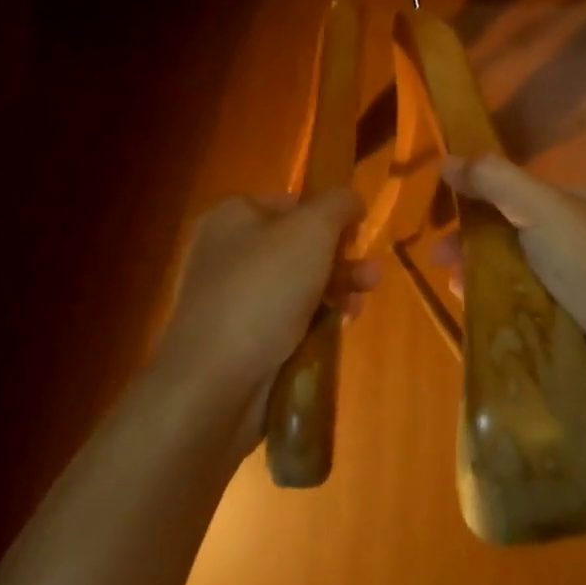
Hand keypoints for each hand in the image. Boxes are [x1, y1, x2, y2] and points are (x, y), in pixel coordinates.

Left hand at [156, 189, 378, 433]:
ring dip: (335, 290)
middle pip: (298, 246)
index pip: (291, 203)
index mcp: (234, 216)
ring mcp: (232, 299)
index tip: (356, 233)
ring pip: (297, 285)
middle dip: (340, 258)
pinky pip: (287, 322)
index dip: (328, 214)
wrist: (213, 383)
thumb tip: (351, 200)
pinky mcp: (240, 341)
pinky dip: (314, 322)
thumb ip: (338, 204)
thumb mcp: (312, 229)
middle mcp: (228, 252)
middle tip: (371, 274)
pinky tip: (338, 329)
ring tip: (362, 303)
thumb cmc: (263, 290)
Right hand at [438, 156, 585, 438]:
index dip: (479, 201)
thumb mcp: (545, 212)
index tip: (442, 221)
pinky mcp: (581, 329)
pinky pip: (531, 311)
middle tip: (441, 264)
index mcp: (585, 204)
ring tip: (456, 291)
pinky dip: (504, 311)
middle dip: (475, 245)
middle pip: (516, 234)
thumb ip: (497, 181)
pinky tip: (481, 319)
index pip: (520, 192)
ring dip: (484, 278)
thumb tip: (448, 158)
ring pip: (520, 275)